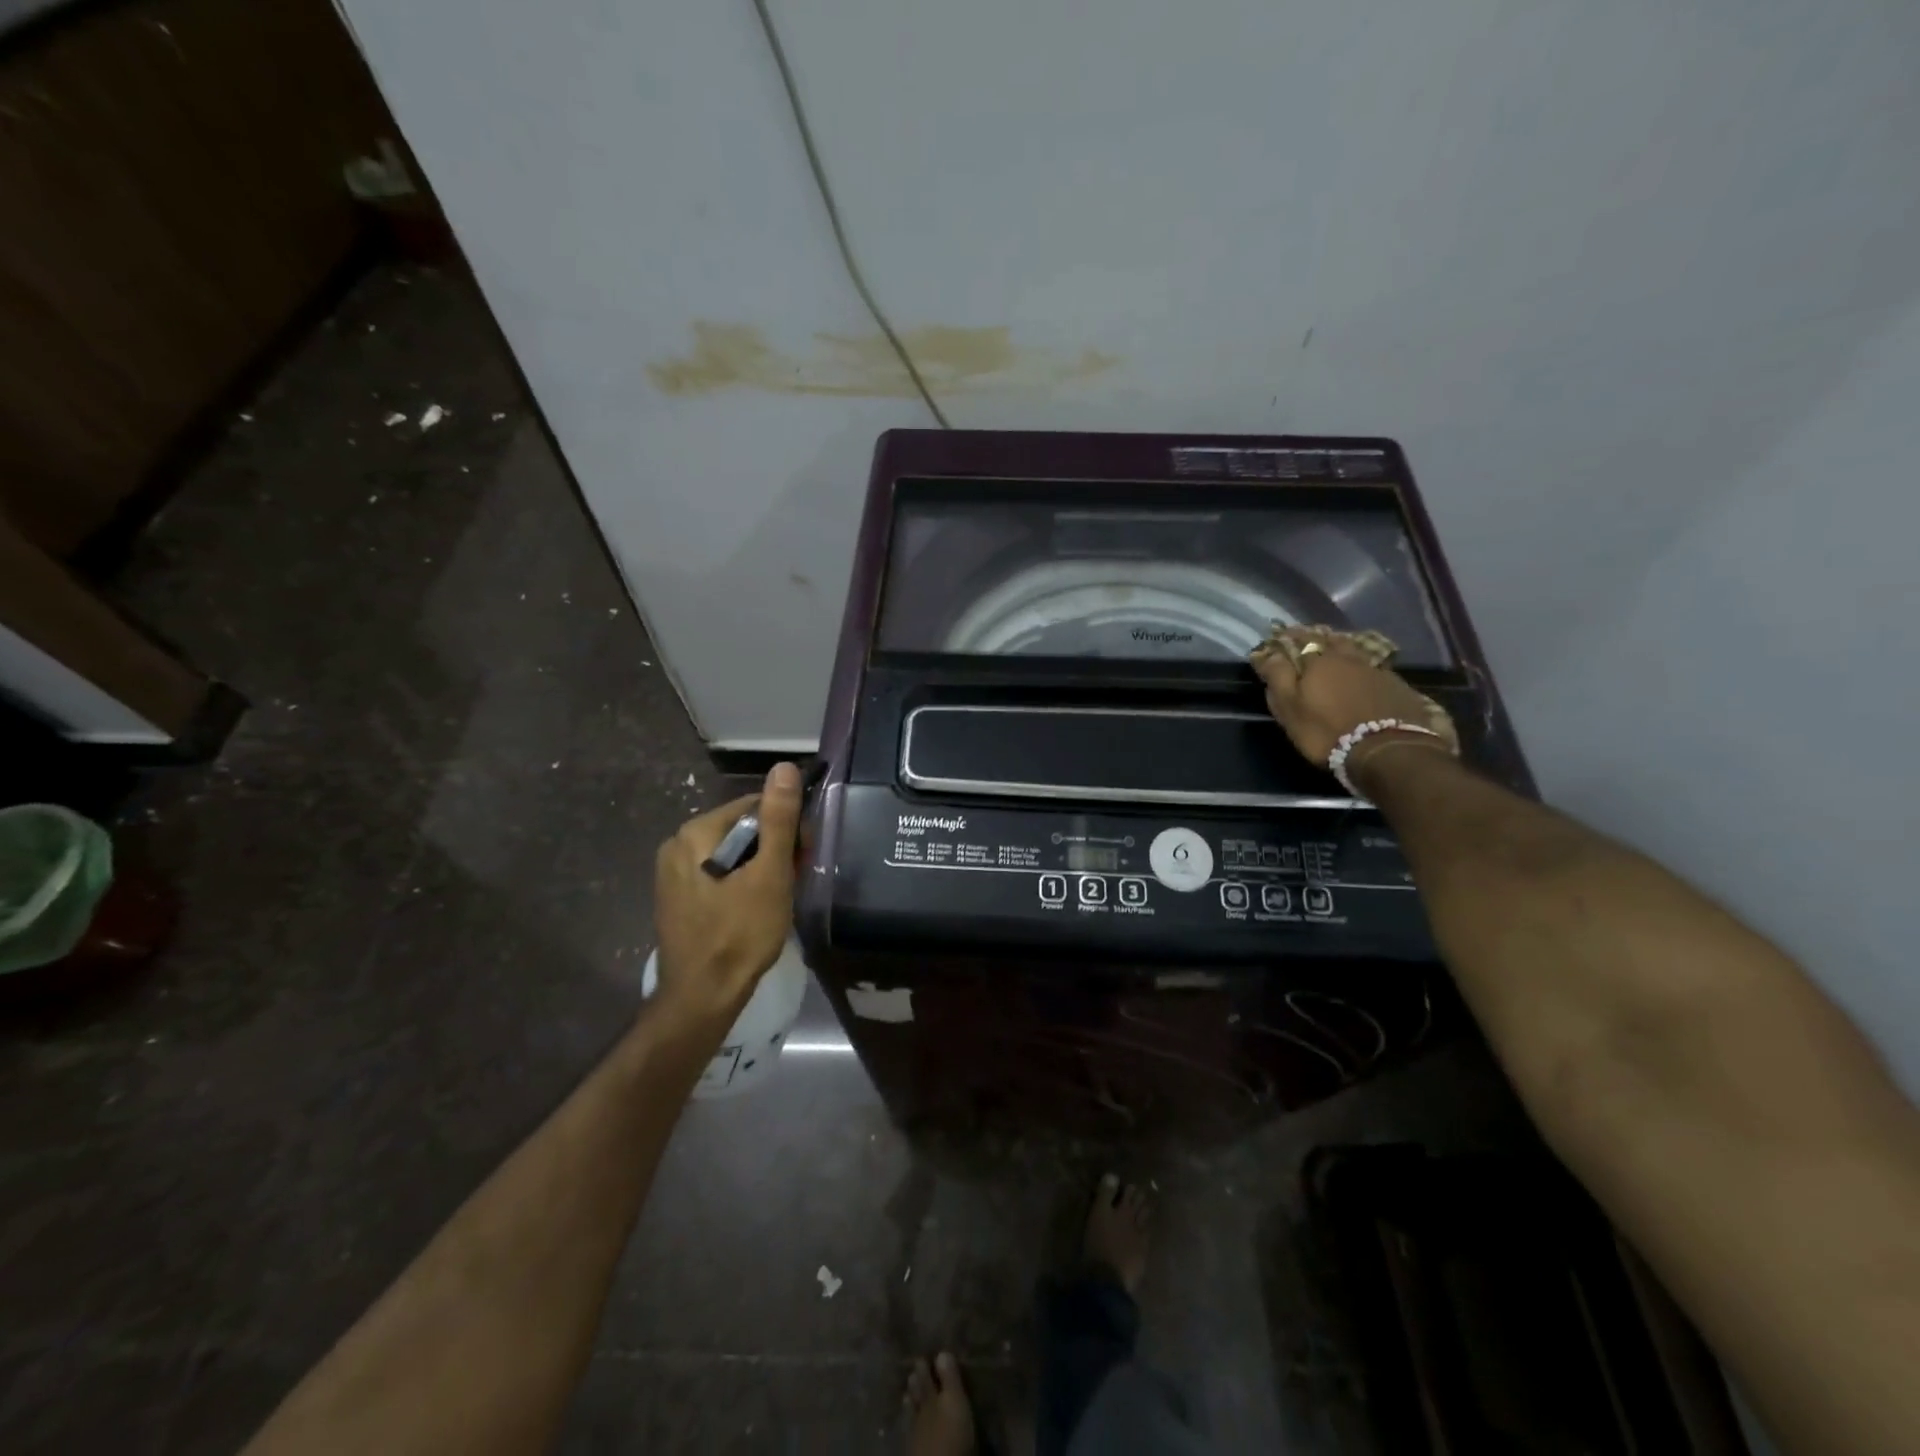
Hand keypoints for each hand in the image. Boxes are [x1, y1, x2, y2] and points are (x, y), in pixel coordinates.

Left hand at [652, 762, 803, 1019]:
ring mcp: (673, 873)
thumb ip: (779, 819)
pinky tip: (754, 907)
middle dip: (773, 848)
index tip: (804, 856)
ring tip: (777, 897)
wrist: (702, 998)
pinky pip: (718, 874)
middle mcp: (677, 844)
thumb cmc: (741, 933)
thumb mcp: (770, 873)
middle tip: (793, 880)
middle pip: (742, 828)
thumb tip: (785, 768)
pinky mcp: (677, 897)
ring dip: (761, 867)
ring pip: (732, 853)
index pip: (754, 806)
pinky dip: (741, 882)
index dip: (787, 827)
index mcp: (696, 832)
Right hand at [1252, 631, 1456, 780]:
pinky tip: (1363, 675)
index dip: (1288, 637)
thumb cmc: (1326, 730)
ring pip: (1355, 650)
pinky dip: (1364, 667)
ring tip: (1335, 653)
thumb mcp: (1289, 708)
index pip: (1299, 639)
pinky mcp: (1397, 685)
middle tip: (1309, 640)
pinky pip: (1375, 667)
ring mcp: (1376, 669)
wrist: (1385, 750)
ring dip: (1342, 648)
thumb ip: (1277, 677)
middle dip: (1317, 637)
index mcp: (1318, 660)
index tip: (1279, 636)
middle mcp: (1348, 657)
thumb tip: (1266, 653)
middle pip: (1331, 639)